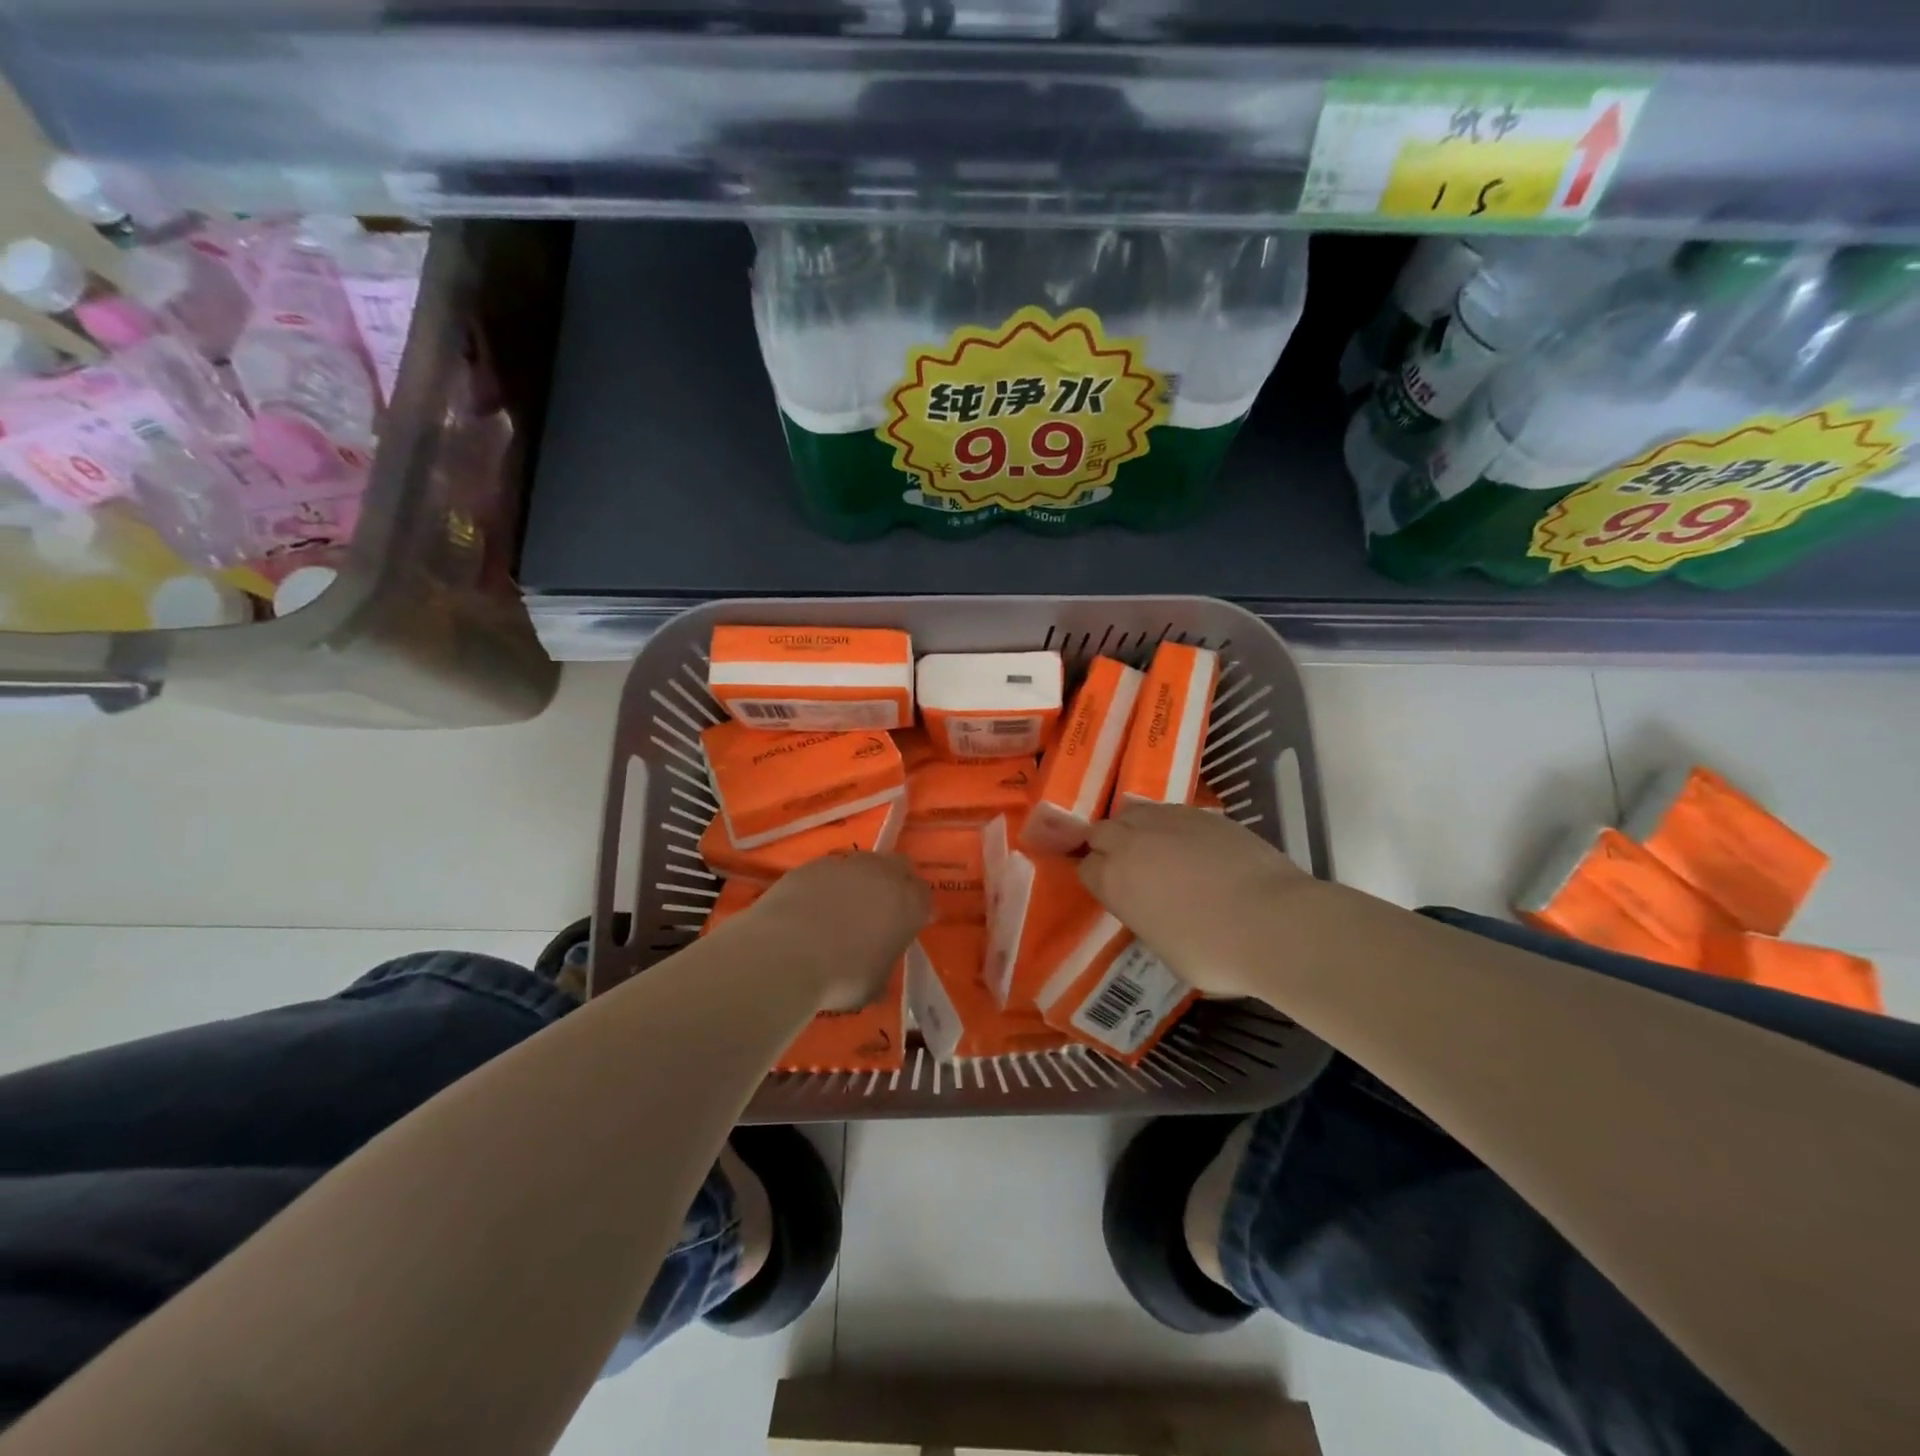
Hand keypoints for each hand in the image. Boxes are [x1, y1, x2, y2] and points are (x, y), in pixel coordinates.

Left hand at [745, 853, 930, 1010]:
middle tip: (884, 909)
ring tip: (844, 908)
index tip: (910, 927)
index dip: (918, 911)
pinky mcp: (811, 865)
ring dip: (861, 880)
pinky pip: (829, 871)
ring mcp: (845, 865)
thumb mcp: (874, 984)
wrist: (784, 954)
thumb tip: (876, 964)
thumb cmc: (841, 977)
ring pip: (863, 864)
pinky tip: (813, 907)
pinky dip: (828, 885)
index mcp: (908, 903)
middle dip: (897, 882)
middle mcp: (882, 874)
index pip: (925, 897)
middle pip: (899, 866)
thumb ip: (883, 964)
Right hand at [1079, 804, 1322, 997]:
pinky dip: (1169, 824)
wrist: (1274, 923)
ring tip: (1152, 846)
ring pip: (1133, 812)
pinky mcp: (1203, 814)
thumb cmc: (1214, 953)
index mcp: (1115, 881)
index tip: (1108, 889)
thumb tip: (1152, 908)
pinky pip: (1171, 811)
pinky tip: (1188, 842)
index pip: (1085, 868)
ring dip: (1134, 828)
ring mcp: (1168, 822)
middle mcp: (1132, 843)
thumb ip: (1144, 917)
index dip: (1096, 877)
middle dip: (1107, 845)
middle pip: (1101, 831)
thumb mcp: (1163, 948)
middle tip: (1126, 865)